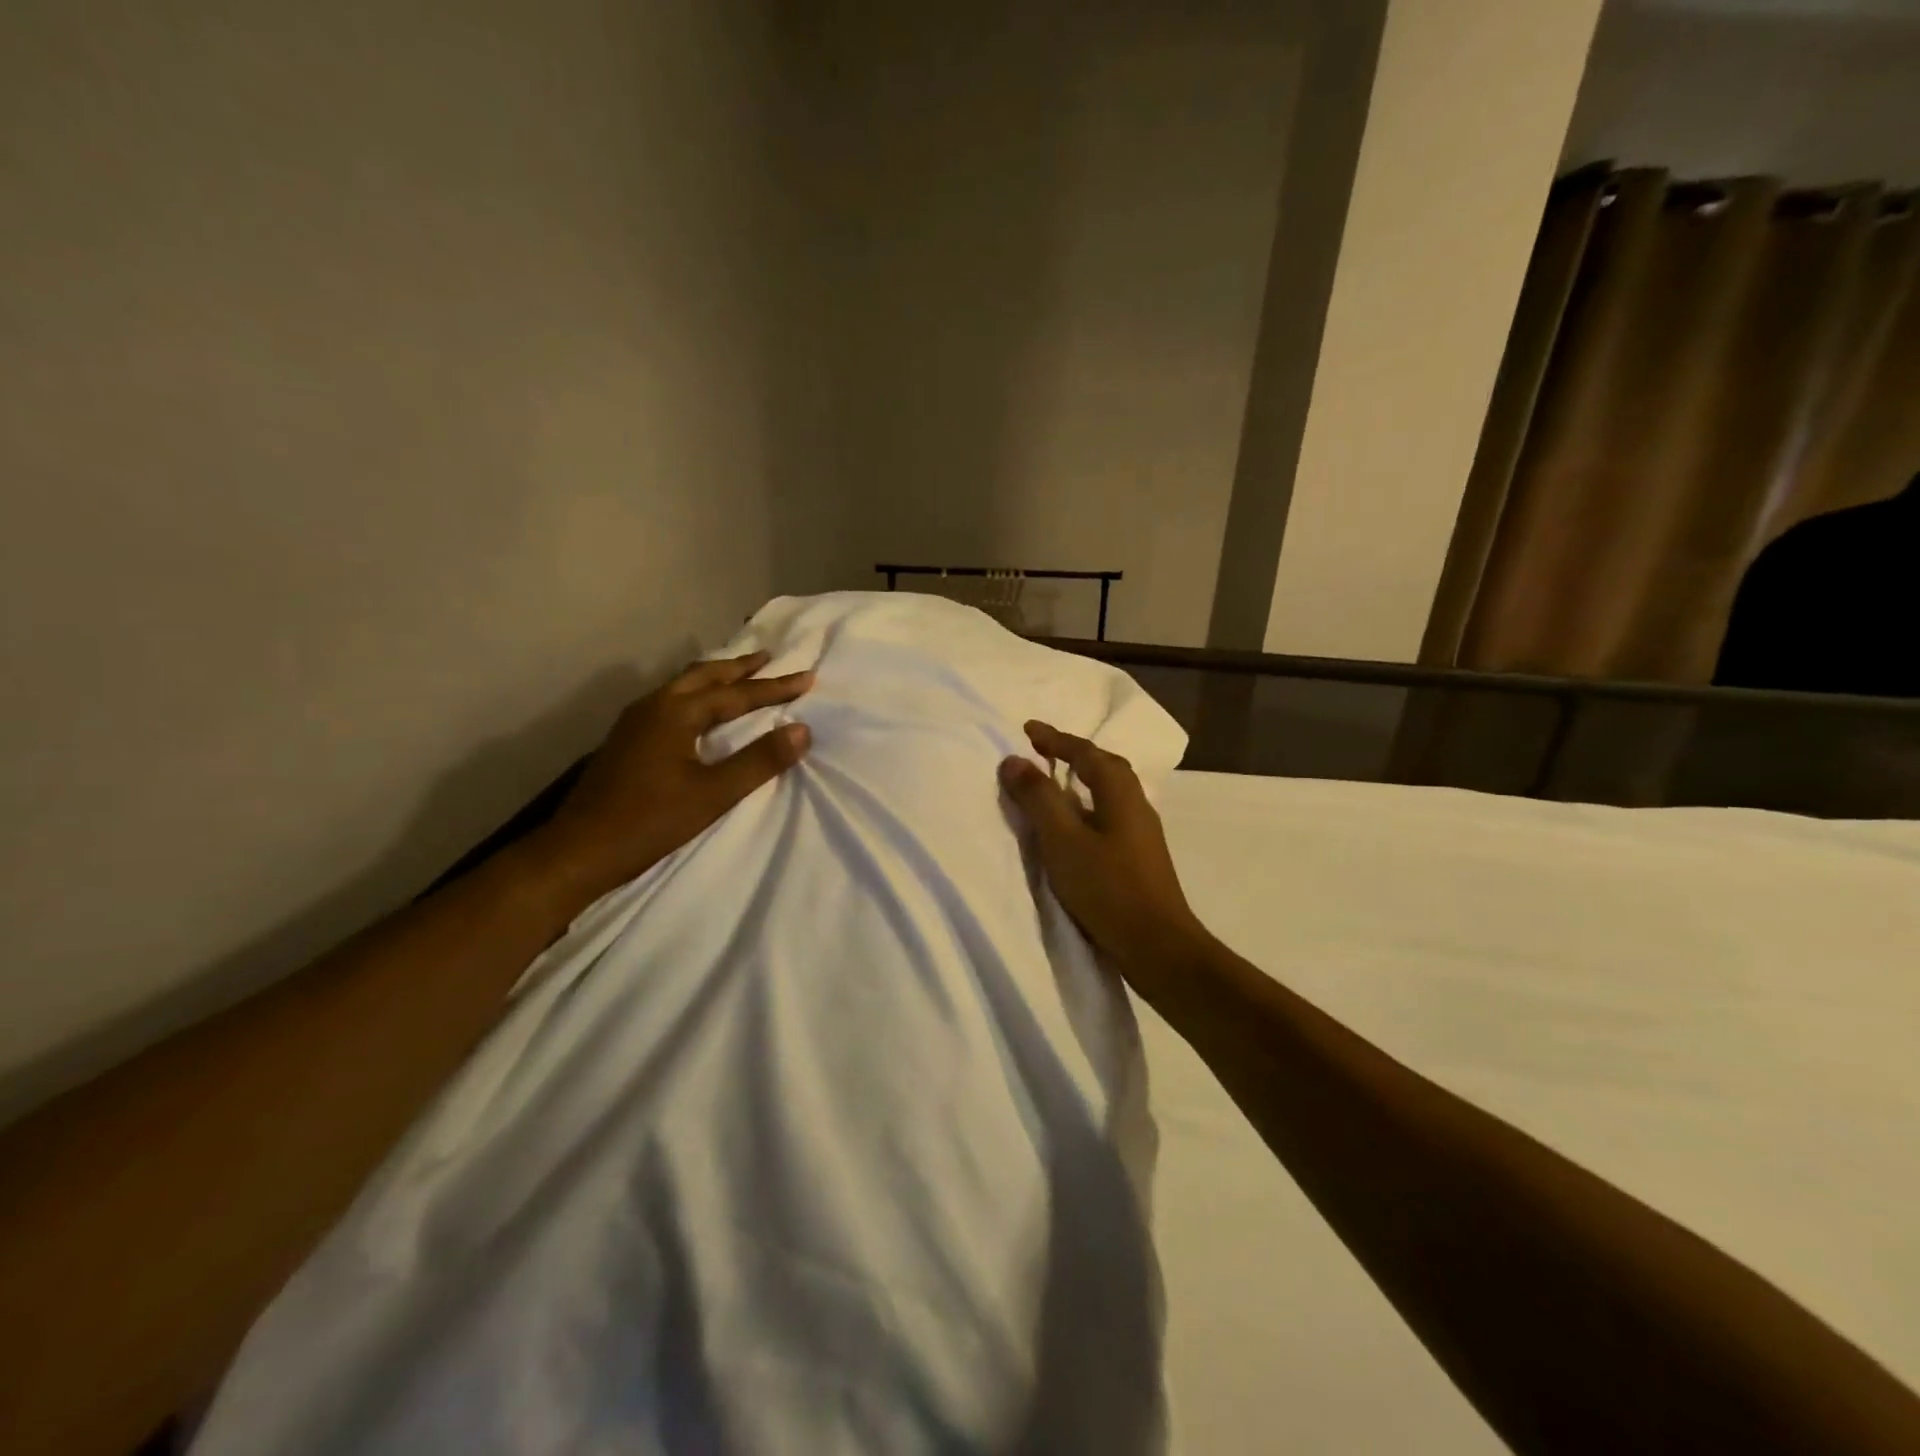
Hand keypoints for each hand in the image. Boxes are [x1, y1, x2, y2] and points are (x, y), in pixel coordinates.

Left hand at [533, 652, 812, 905]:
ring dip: (715, 678)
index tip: (807, 678)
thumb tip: (802, 730)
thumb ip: (759, 760)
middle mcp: (654, 706)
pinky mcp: (627, 740)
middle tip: (769, 658)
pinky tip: (699, 710)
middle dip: (739, 667)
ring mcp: (635, 722)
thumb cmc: (650, 822)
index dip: (774, 687)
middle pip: (704, 676)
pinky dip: (696, 694)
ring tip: (739, 675)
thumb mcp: (714, 794)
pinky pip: (670, 700)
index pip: (736, 694)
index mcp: (675, 713)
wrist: (579, 851)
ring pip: (683, 686)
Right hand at [999, 721, 1209, 995]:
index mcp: (1120, 792)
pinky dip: (1085, 806)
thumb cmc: (1107, 888)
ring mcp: (1141, 832)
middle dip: (1072, 753)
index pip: (1085, 752)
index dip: (1055, 738)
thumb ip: (1038, 798)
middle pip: (1103, 766)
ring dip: (1080, 780)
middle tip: (1041, 750)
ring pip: (1107, 792)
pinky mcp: (1138, 857)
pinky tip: (1073, 825)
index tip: (1028, 728)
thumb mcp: (1063, 840)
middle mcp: (1135, 804)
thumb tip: (1014, 760)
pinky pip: (1107, 814)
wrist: (1157, 945)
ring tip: (1053, 782)